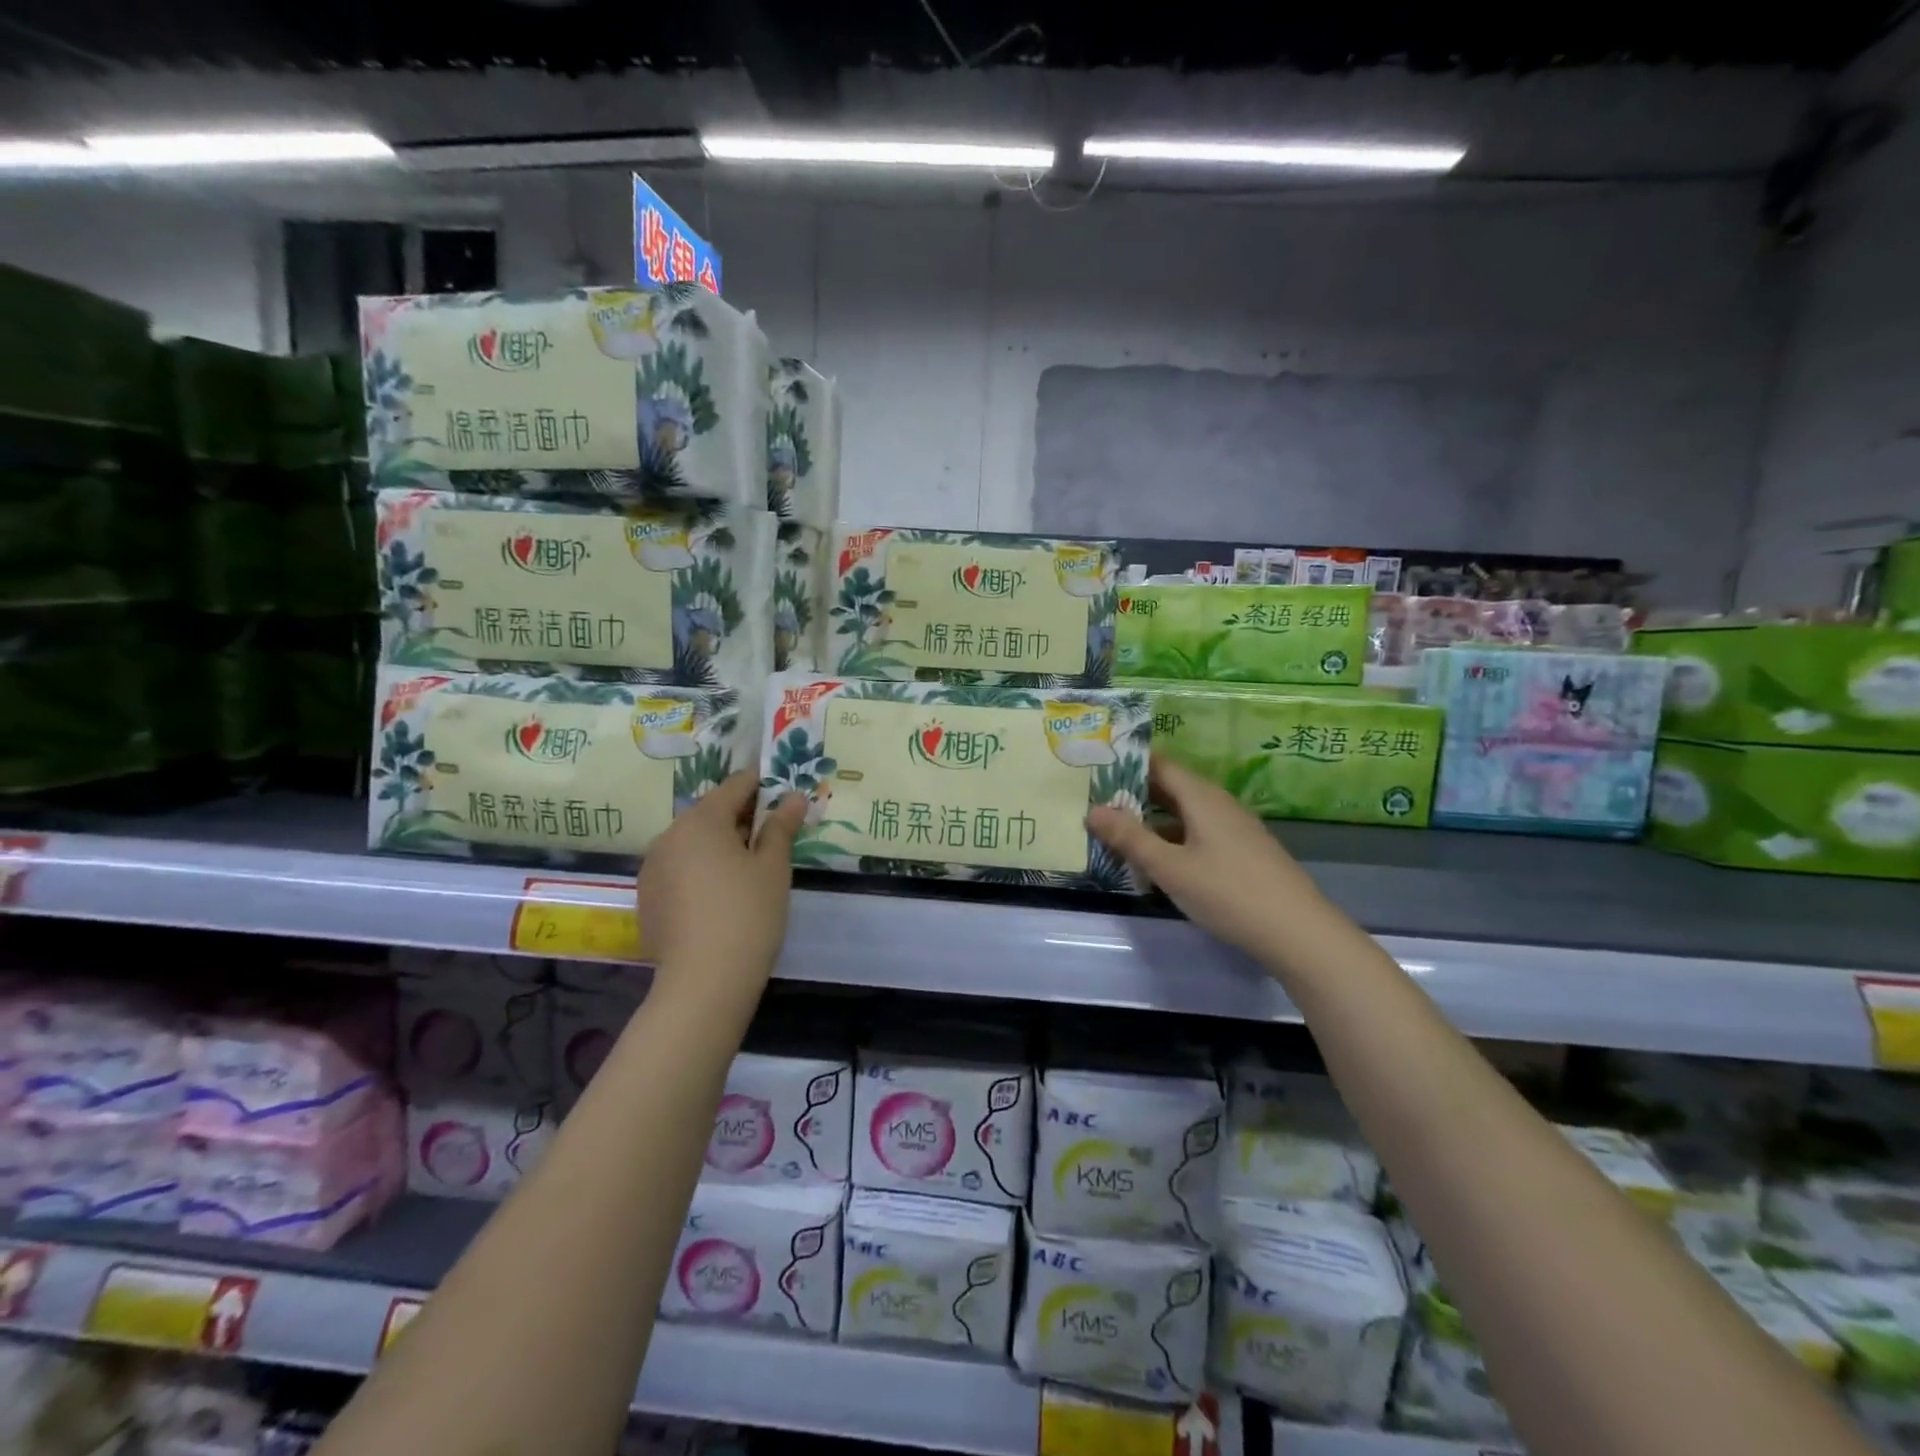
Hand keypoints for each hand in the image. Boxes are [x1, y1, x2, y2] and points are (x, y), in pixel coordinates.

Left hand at [636, 771, 805, 1000]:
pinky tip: (722, 894)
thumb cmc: (748, 913)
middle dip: (742, 817)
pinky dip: (701, 869)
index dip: (762, 785)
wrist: (704, 981)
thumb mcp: (773, 867)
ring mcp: (653, 867)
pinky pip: (679, 868)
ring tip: (750, 866)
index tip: (784, 793)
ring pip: (693, 842)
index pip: (735, 785)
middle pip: (711, 813)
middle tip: (774, 834)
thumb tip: (793, 797)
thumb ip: (781, 827)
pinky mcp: (647, 897)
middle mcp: (669, 835)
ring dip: (720, 844)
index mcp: (701, 820)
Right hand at [1087, 757, 1329, 960]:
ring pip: (1184, 813)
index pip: (1159, 764)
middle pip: (1171, 788)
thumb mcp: (1170, 867)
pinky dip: (1171, 838)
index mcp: (1202, 797)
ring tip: (1115, 830)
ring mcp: (1234, 829)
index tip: (1093, 767)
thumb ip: (1130, 838)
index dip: (1127, 763)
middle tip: (1094, 799)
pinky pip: (1197, 833)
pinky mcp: (1241, 853)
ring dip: (1151, 819)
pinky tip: (1156, 860)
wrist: (1299, 934)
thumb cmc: (1229, 893)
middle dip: (1133, 793)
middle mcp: (1219, 804)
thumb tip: (1092, 809)